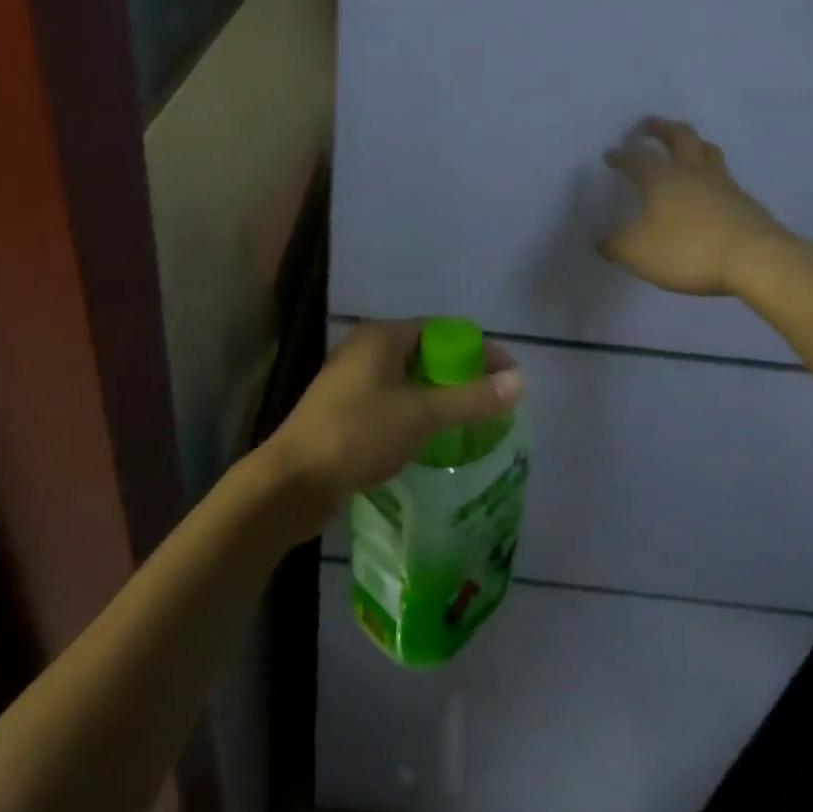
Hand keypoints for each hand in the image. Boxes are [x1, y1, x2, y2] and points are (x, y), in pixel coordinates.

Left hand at [263, 321, 522, 532]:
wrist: (292, 481)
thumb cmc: (357, 435)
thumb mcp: (421, 415)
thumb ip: (471, 399)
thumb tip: (520, 381)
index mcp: (381, 337)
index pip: (441, 330)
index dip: (478, 350)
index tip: (509, 377)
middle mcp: (365, 350)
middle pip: (426, 354)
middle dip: (461, 375)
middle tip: (494, 403)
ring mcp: (352, 381)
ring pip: (409, 381)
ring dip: (440, 397)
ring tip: (473, 423)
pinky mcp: (346, 411)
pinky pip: (393, 402)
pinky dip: (418, 414)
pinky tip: (435, 439)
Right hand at [598, 117, 795, 297]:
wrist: (756, 260)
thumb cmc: (687, 249)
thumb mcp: (637, 252)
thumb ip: (614, 245)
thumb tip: (601, 240)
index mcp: (661, 178)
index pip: (636, 159)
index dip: (621, 156)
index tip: (610, 155)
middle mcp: (692, 172)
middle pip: (679, 138)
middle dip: (661, 129)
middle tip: (649, 124)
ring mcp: (723, 184)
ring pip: (707, 152)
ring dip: (693, 143)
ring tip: (685, 144)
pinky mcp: (745, 202)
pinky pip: (724, 176)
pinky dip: (711, 173)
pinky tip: (709, 187)